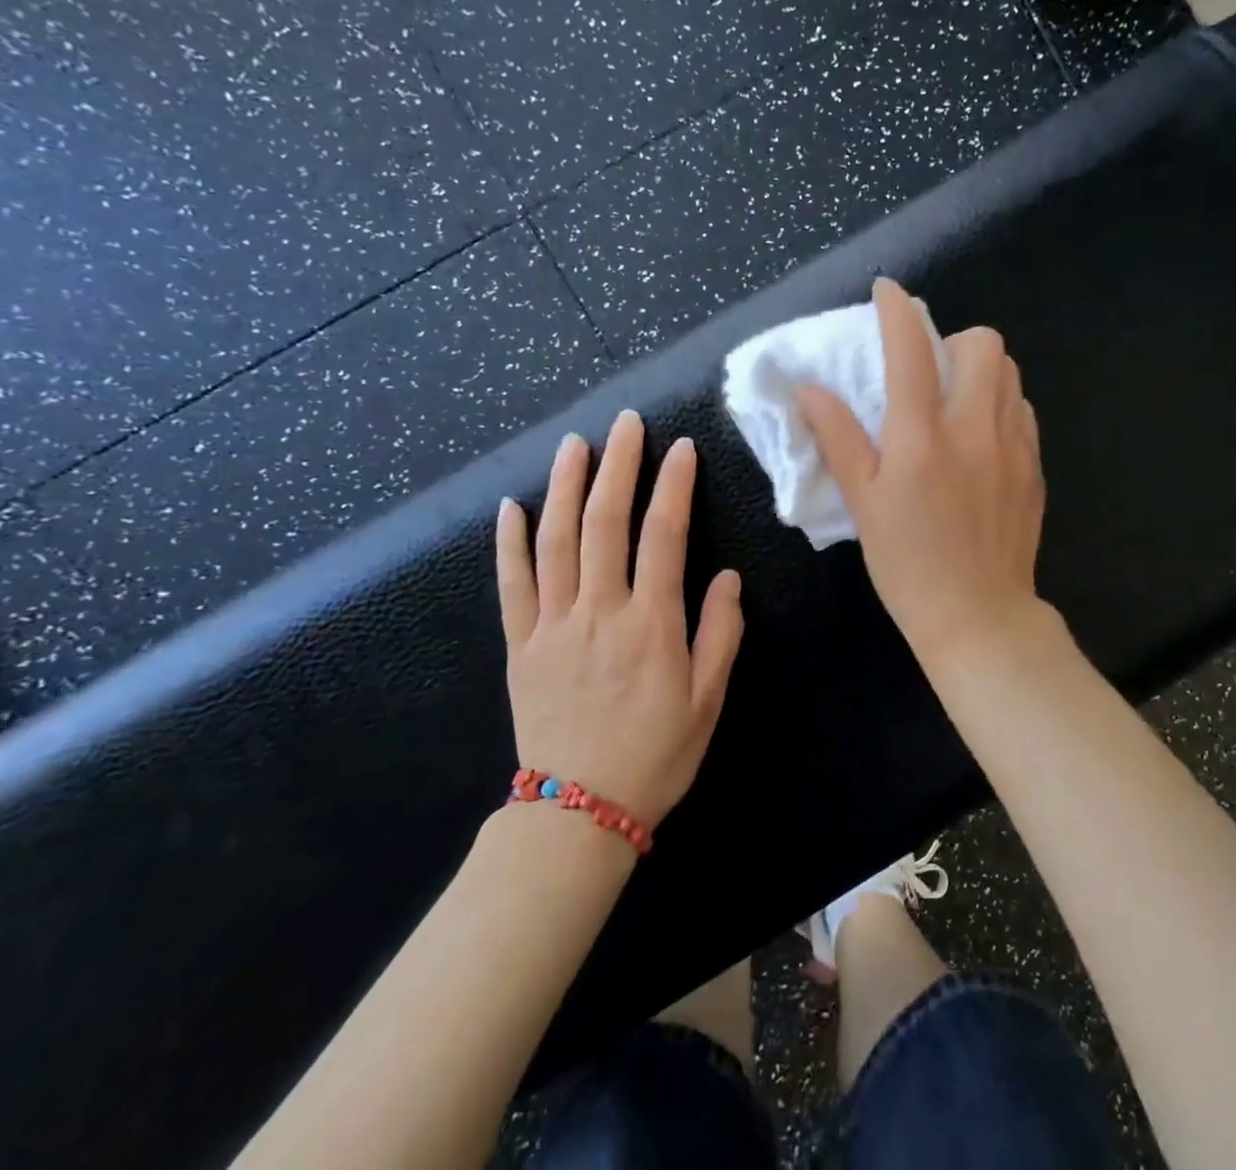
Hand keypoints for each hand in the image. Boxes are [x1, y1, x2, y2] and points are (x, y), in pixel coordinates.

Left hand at [495, 411, 743, 826]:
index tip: (682, 448)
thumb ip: (719, 634)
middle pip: (605, 522)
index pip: (664, 535)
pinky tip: (511, 507)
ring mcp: (552, 625)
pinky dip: (509, 543)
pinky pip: (511, 585)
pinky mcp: (520, 644)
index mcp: (651, 624)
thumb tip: (726, 577)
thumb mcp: (708, 701)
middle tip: (625, 423)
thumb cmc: (655, 755)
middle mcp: (599, 611)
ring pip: (555, 541)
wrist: (578, 813)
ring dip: (564, 487)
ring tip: (573, 444)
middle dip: (618, 466)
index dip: (674, 486)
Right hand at [796, 278, 1046, 677]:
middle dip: (953, 339)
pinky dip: (1000, 405)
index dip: (896, 309)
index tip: (886, 291)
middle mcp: (974, 427)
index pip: (910, 349)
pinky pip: (1022, 411)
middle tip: (929, 370)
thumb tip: (808, 389)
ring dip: (980, 369)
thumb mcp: (862, 502)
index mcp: (922, 435)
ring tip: (955, 400)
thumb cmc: (908, 563)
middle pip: (983, 343)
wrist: (979, 615)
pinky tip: (981, 438)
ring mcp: (1013, 445)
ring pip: (1009, 372)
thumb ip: (837, 438)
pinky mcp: (1034, 466)